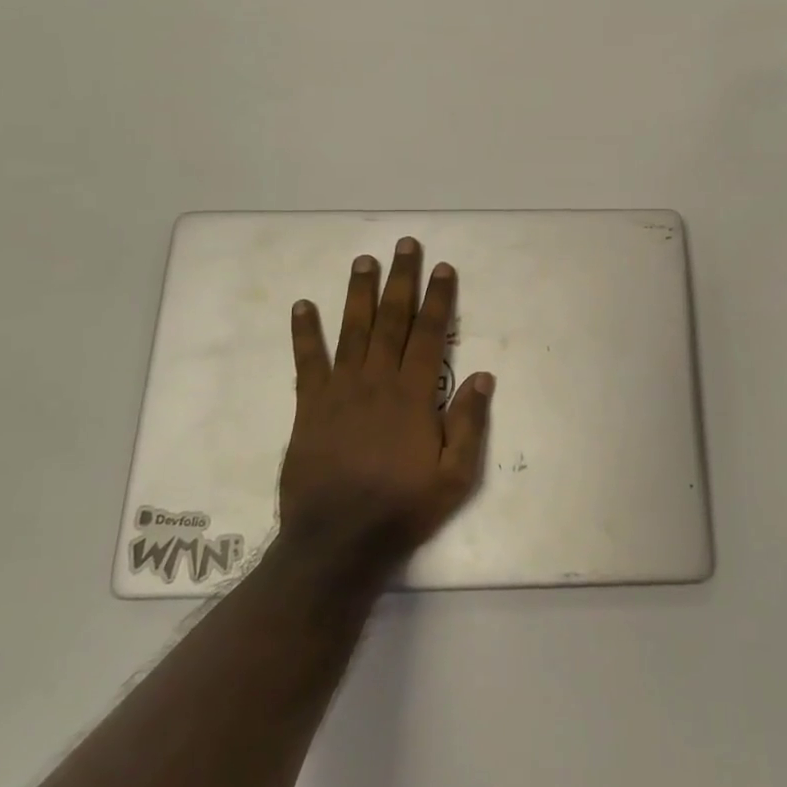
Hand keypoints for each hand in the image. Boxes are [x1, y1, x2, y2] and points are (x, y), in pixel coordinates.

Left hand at [278, 237, 493, 571]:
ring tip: (363, 260)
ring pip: (352, 330)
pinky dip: (305, 333)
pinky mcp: (310, 406)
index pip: (430, 334)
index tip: (442, 267)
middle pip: (391, 320)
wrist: (337, 542)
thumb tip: (483, 376)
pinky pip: (308, 362)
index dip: (438, 299)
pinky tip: (303, 306)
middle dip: (400, 280)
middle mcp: (377, 381)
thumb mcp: (454, 477)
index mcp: (413, 395)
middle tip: (404, 245)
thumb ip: (468, 424)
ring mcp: (340, 391)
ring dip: (359, 293)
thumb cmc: (402, 508)